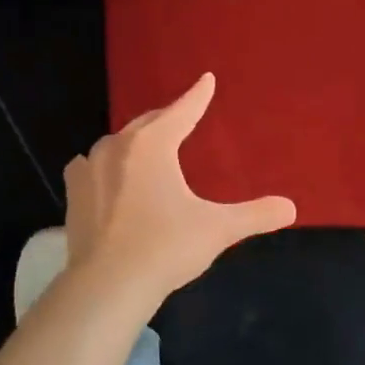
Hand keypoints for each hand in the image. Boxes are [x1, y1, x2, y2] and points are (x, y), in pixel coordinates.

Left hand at [64, 73, 295, 307]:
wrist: (108, 284)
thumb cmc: (166, 247)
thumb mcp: (218, 228)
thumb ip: (255, 215)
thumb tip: (291, 208)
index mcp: (153, 145)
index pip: (182, 112)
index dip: (197, 96)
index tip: (206, 80)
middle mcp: (118, 147)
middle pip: (148, 123)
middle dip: (166, 117)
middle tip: (181, 115)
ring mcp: (90, 168)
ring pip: (118, 143)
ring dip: (135, 141)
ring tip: (148, 146)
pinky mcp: (73, 193)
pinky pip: (91, 165)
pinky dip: (106, 164)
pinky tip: (108, 174)